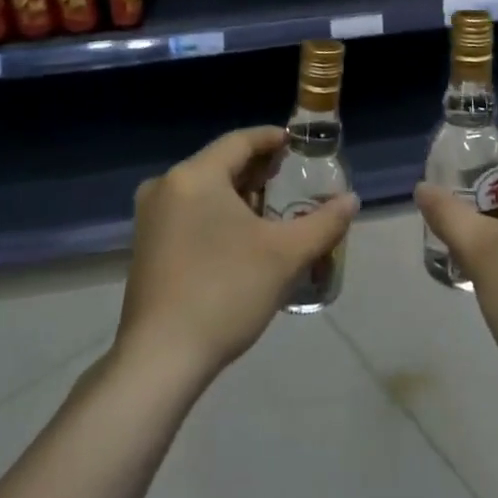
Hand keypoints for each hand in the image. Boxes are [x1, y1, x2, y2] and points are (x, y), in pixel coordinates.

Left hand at [117, 126, 358, 389]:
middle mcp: (165, 186)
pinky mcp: (146, 245)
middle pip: (220, 163)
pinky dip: (217, 213)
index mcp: (194, 176)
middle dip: (258, 170)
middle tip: (290, 178)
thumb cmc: (225, 292)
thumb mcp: (285, 255)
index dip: (272, 139)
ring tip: (273, 209)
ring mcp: (150, 217)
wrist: (160, 358)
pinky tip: (241, 237)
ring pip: (203, 190)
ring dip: (239, 194)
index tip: (298, 144)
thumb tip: (351, 200)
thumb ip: (323, 222)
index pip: (240, 141)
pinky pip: (188, 212)